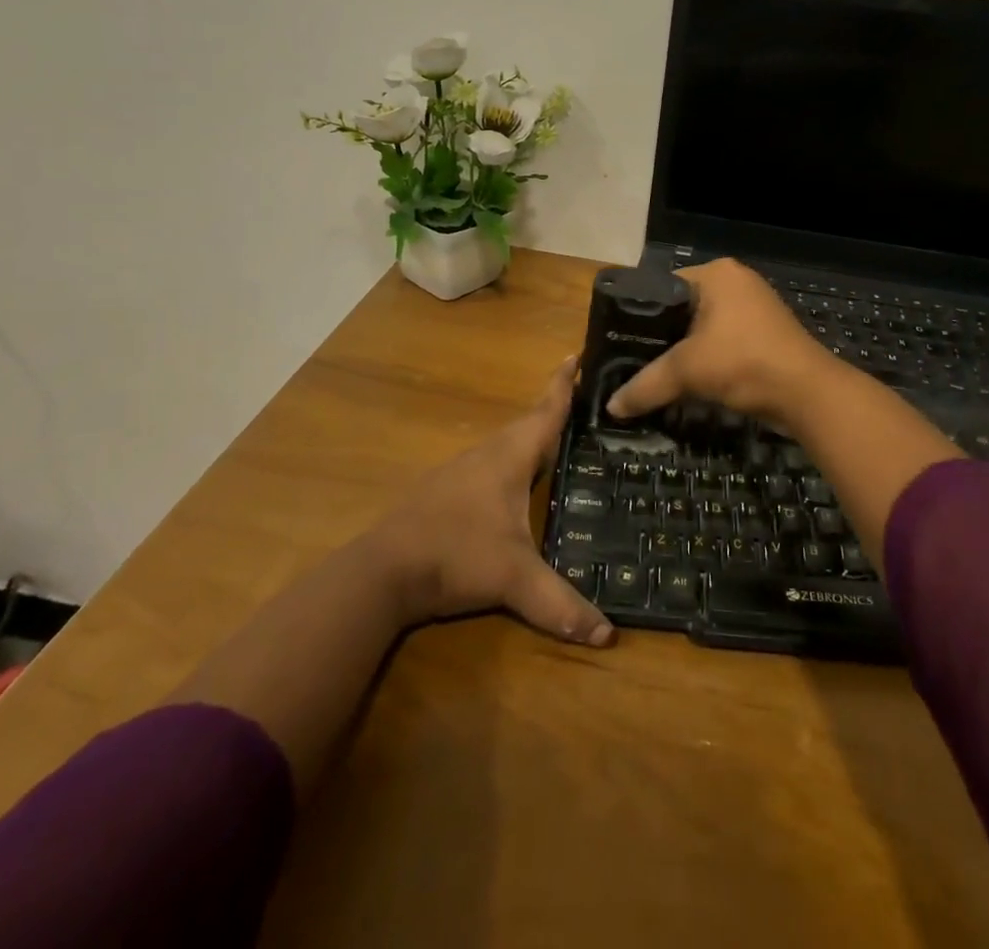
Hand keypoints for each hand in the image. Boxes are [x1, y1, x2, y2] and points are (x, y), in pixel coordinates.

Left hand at [365, 357, 613, 647]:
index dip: (563, 385)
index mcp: (510, 456)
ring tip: (558, 442)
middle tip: (583, 404)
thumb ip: (560, 604)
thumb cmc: (455, 555)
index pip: (546, 411)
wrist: (381, 572)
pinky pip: (490, 465)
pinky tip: (515, 485)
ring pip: (506, 445)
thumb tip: (608, 635)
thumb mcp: (513, 579)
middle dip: (554, 411)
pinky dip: (511, 464)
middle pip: (528, 424)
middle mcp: (487, 454)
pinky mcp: (445, 492)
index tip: (576, 353)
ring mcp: (462, 471)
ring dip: (531, 438)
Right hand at [607, 259, 845, 430]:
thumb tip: (612, 407)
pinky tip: (687, 380)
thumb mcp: (687, 371)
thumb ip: (646, 385)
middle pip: (683, 308)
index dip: (639, 314)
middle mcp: (736, 282)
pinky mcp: (765, 334)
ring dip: (684, 350)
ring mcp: (754, 307)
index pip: (663, 286)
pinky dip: (706, 358)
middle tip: (632, 359)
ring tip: (654, 372)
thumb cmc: (744, 363)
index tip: (620, 340)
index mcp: (716, 273)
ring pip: (703, 327)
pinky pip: (723, 341)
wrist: (807, 394)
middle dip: (661, 335)